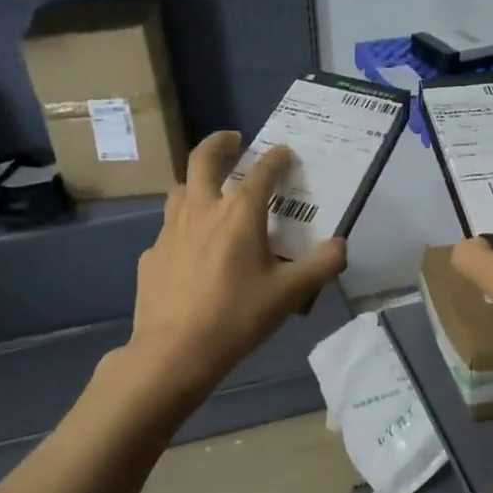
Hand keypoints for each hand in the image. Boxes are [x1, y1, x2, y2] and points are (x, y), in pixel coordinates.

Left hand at [124, 131, 345, 399]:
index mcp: (239, 213)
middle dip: (220, 143)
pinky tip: (192, 253)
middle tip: (233, 141)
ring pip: (180, 190)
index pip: (262, 171)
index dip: (277, 158)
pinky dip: (184, 229)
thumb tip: (341, 246)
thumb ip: (321, 265)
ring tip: (210, 193)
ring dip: (197, 182)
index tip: (285, 152)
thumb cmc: (237, 317)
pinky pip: (169, 231)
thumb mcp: (290, 294)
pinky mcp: (151, 255)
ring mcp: (170, 231)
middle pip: (204, 160)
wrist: (175, 351)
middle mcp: (201, 210)